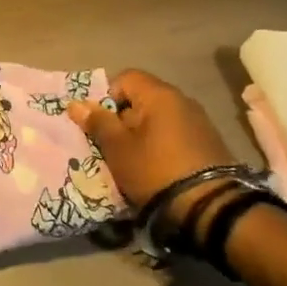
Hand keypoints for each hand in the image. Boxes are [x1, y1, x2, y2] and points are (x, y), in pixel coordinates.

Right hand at [67, 69, 233, 207]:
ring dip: (142, 134)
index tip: (100, 124)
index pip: (125, 78)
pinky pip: (175, 134)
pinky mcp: (210, 144)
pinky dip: (161, 146)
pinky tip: (156, 168)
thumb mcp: (118, 148)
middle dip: (123, 119)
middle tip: (112, 146)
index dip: (106, 96)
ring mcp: (200, 122)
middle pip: (142, 99)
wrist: (210, 207)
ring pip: (158, 119)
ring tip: (133, 161)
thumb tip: (76, 103)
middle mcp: (182, 100)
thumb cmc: (155, 170)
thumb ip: (98, 123)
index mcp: (159, 94)